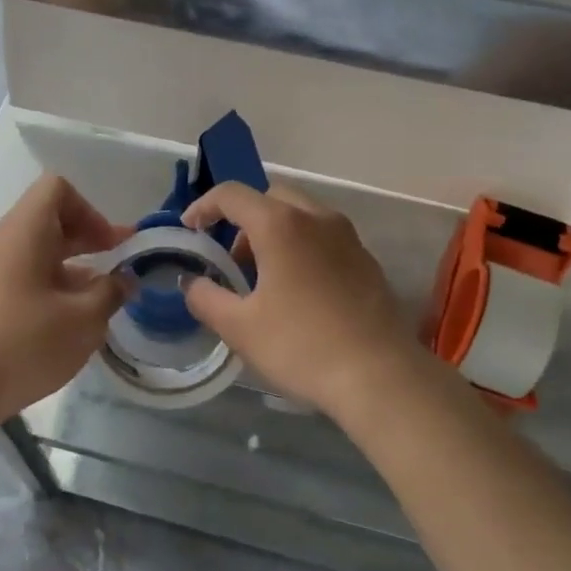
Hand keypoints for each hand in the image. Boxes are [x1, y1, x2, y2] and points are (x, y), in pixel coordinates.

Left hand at [0, 174, 131, 419]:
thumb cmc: (24, 342)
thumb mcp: (83, 318)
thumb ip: (111, 292)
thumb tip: (124, 280)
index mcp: (25, 231)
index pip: (57, 189)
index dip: (91, 211)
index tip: (111, 246)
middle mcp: (3, 243)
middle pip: (49, 221)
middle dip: (89, 240)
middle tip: (121, 266)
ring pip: (37, 254)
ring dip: (73, 270)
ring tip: (101, 301)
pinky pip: (24, 280)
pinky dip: (52, 290)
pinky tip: (70, 324)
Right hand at [180, 182, 422, 417]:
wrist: (380, 375)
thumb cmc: (301, 346)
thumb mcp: (239, 327)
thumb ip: (206, 298)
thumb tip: (192, 283)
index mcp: (281, 225)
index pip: (232, 195)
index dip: (203, 207)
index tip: (190, 231)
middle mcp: (317, 218)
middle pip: (270, 197)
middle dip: (242, 218)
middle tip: (230, 257)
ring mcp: (348, 237)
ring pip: (301, 214)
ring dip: (274, 231)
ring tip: (262, 277)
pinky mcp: (366, 260)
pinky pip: (324, 236)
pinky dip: (301, 246)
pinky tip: (297, 290)